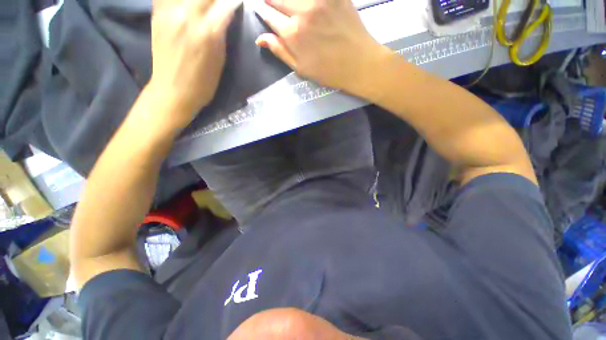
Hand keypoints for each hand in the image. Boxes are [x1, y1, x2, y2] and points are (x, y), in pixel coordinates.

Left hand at [148, 0, 242, 128]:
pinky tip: (186, 4)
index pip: (226, 3)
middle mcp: (187, 15)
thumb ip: (223, 32)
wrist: (173, 91)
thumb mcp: (220, 59)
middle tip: (220, 4)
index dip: (234, 1)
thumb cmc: (203, 83)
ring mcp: (169, 12)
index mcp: (208, 32)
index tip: (238, 2)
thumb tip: (227, 12)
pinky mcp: (157, 13)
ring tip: (204, 6)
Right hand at [254, 0, 389, 94]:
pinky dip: (307, 0)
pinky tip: (307, 6)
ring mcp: (320, 0)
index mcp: (293, 33)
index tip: (263, 11)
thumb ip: (280, 51)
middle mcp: (303, 11)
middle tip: (273, 5)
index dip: (263, 12)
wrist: (359, 63)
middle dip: (271, 1)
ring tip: (291, 8)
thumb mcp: (301, 69)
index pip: (269, 14)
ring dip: (287, 0)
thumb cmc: (328, 71)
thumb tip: (260, 38)